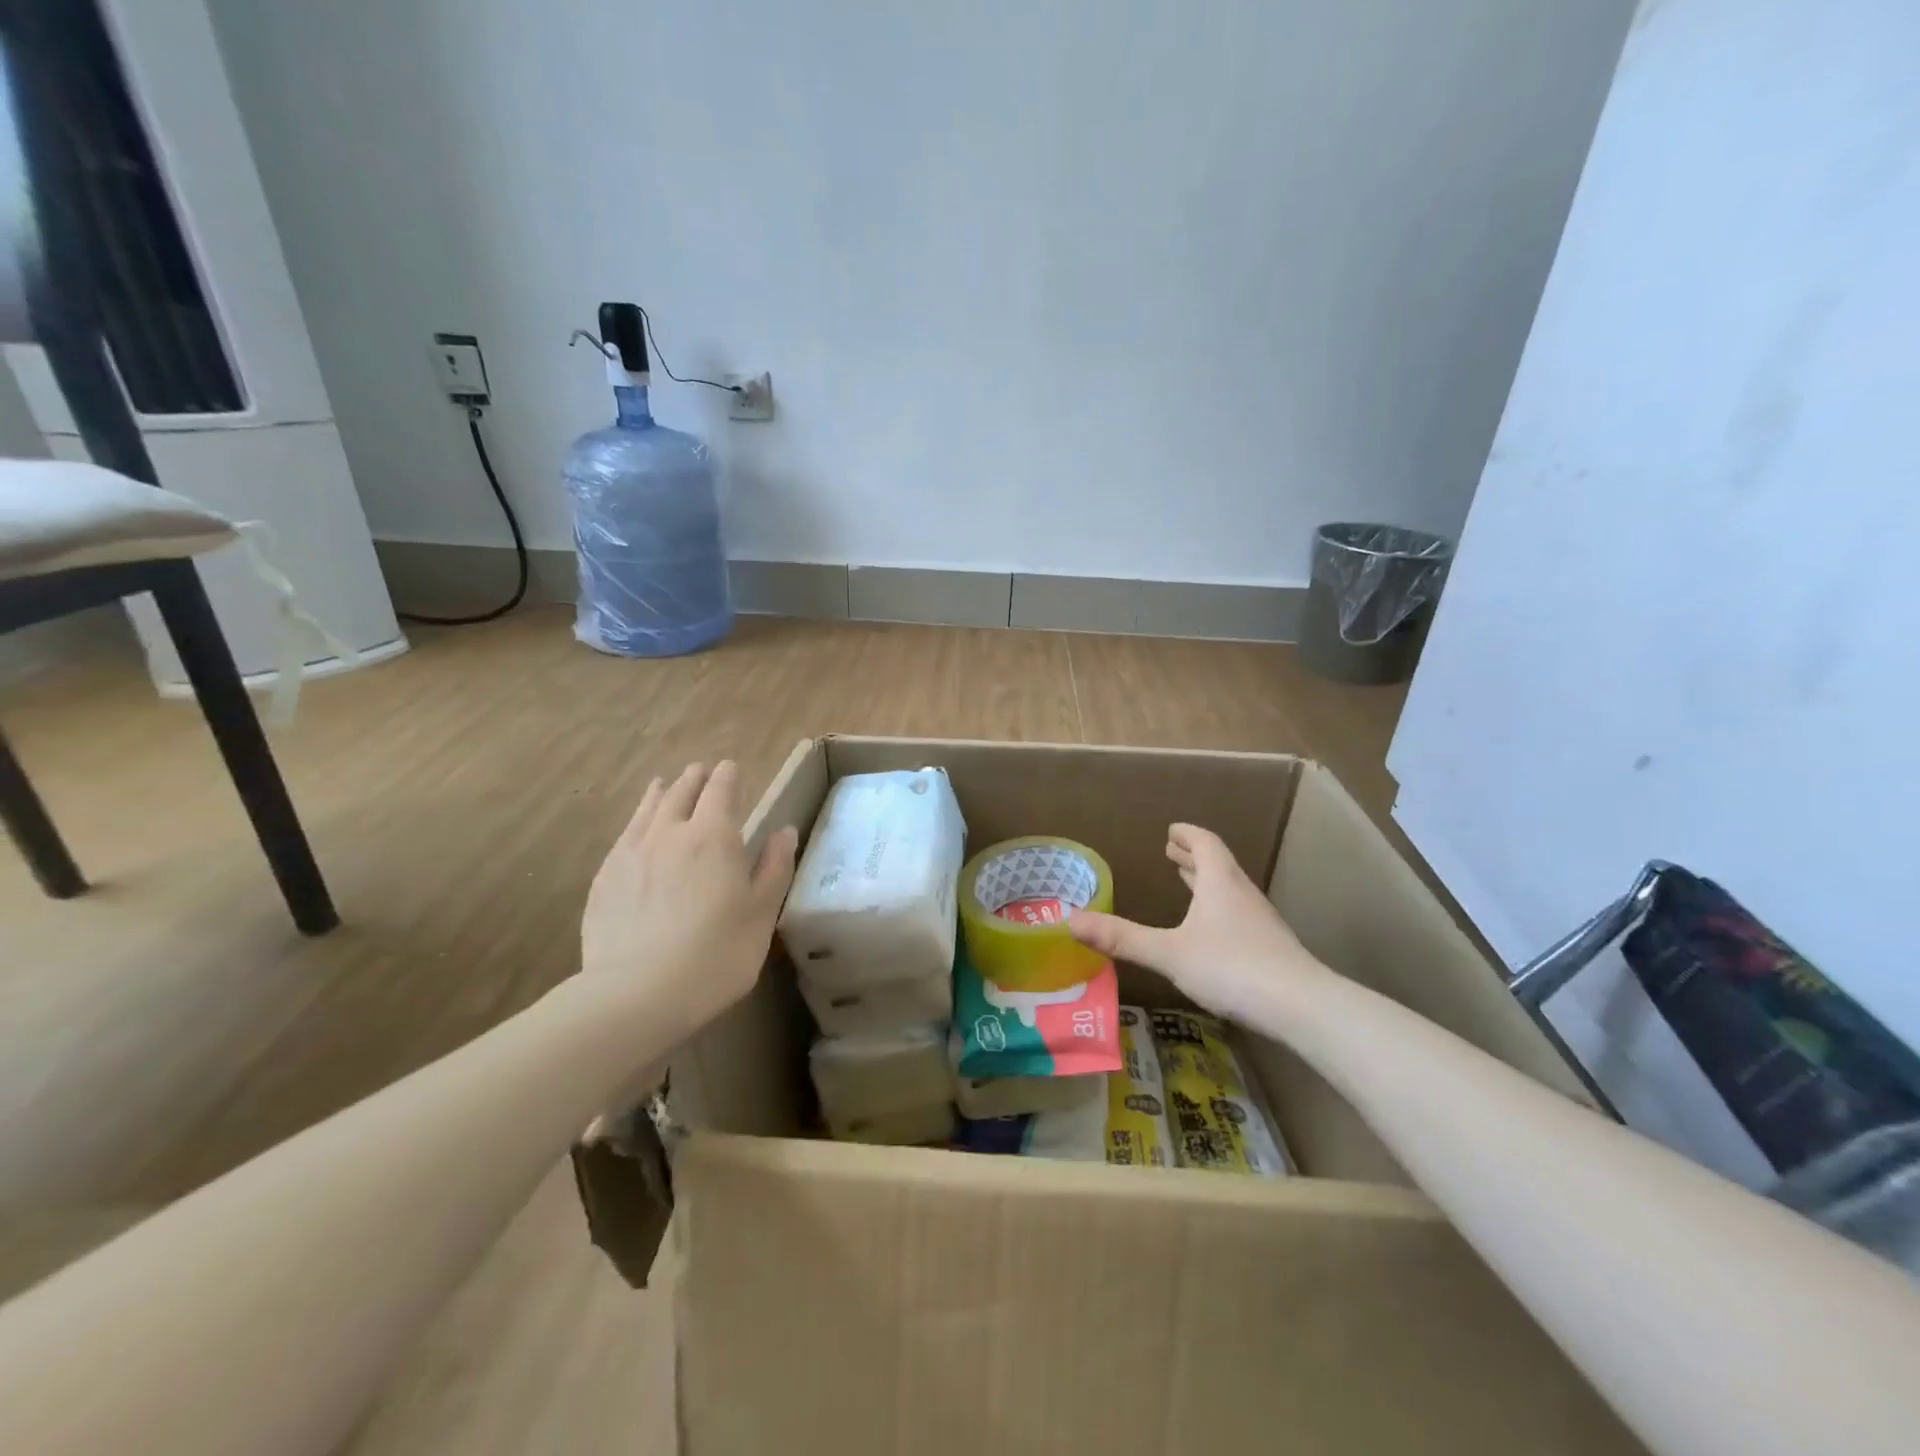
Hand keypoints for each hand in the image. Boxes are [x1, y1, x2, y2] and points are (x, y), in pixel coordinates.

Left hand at [581, 761, 798, 1038]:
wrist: (637, 993)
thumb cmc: (717, 953)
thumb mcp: (761, 912)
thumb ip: (774, 867)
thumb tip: (784, 831)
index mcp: (714, 836)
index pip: (721, 790)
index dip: (728, 776)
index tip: (731, 768)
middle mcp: (671, 832)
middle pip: (682, 792)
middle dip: (695, 779)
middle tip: (701, 771)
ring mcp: (632, 853)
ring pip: (649, 809)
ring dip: (661, 793)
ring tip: (664, 783)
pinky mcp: (606, 878)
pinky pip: (625, 835)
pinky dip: (636, 820)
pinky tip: (637, 828)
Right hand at [1068, 823, 1328, 1025]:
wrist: (1302, 1007)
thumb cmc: (1232, 967)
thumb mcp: (1169, 952)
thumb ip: (1122, 938)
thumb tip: (1071, 922)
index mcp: (1219, 883)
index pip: (1205, 845)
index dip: (1188, 835)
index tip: (1172, 829)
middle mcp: (1242, 894)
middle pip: (1218, 865)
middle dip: (1193, 857)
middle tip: (1172, 852)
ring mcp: (1261, 922)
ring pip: (1230, 891)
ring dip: (1207, 882)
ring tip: (1188, 882)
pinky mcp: (1270, 948)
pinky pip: (1238, 914)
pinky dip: (1218, 909)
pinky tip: (1212, 932)